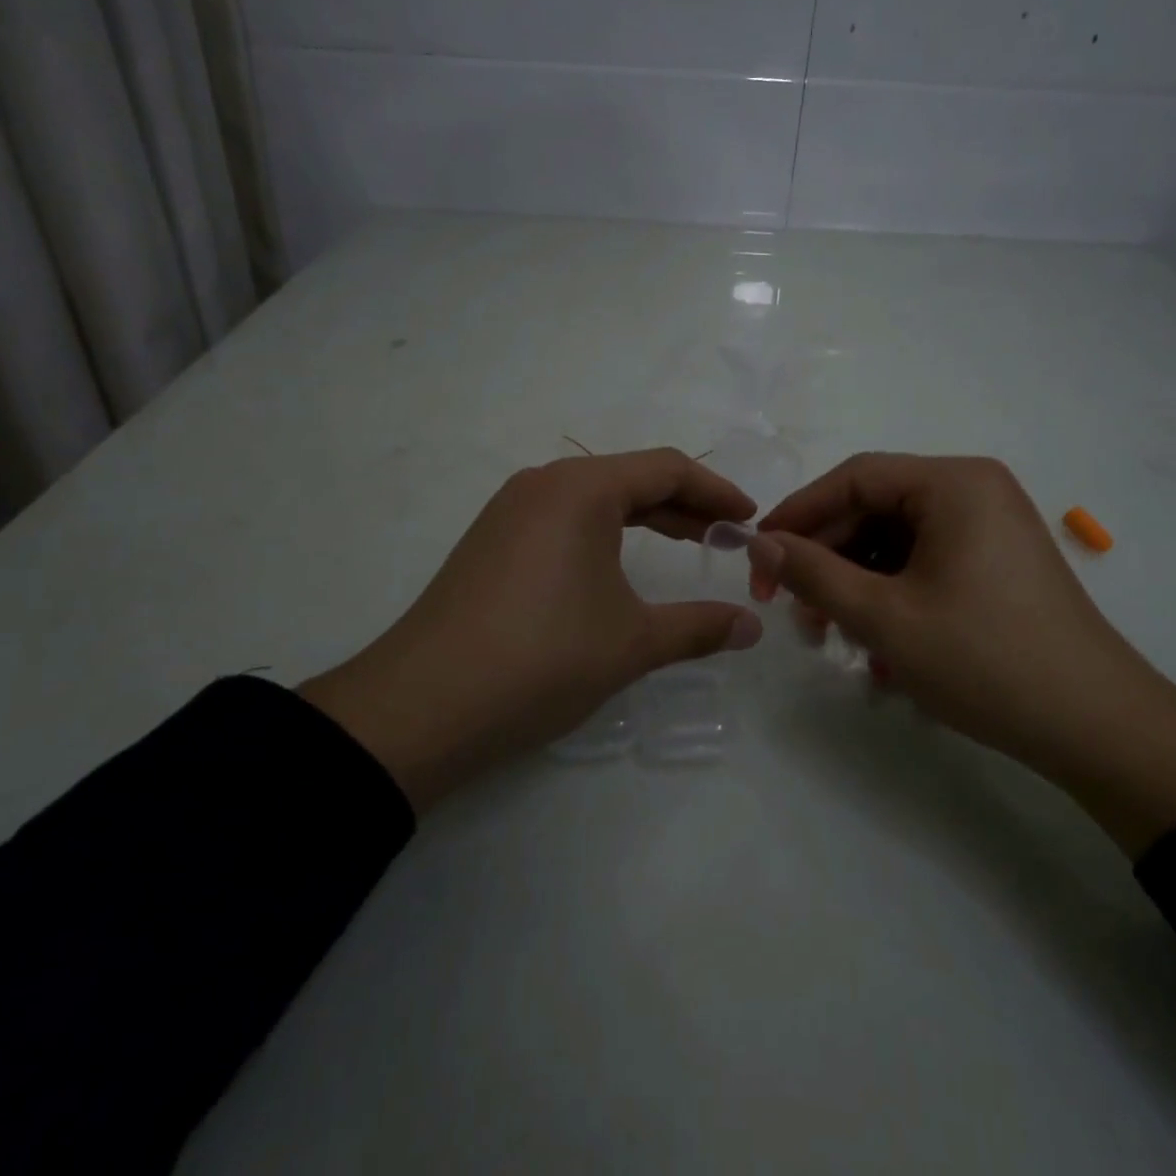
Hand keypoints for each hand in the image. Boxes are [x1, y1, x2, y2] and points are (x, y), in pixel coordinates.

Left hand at [302, 449, 762, 810]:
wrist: (423, 706)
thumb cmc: (542, 658)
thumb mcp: (631, 642)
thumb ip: (699, 626)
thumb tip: (751, 626)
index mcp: (580, 488)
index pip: (666, 469)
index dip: (716, 492)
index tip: (749, 519)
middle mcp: (542, 484)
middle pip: (630, 477)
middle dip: (684, 504)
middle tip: (725, 537)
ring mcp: (509, 511)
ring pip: (594, 499)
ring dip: (644, 518)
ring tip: (682, 547)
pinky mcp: (490, 542)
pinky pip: (563, 520)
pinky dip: (604, 534)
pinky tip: (616, 569)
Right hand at [749, 454, 1175, 853]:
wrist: (1098, 730)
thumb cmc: (984, 660)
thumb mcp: (883, 617)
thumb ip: (813, 573)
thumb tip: (760, 545)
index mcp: (953, 483)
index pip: (853, 478)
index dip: (798, 514)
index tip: (758, 556)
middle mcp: (973, 491)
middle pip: (873, 509)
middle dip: (826, 558)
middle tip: (791, 609)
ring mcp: (989, 527)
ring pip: (895, 541)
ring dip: (854, 583)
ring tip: (830, 636)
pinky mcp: (996, 564)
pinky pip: (924, 563)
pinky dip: (890, 595)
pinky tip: (875, 644)